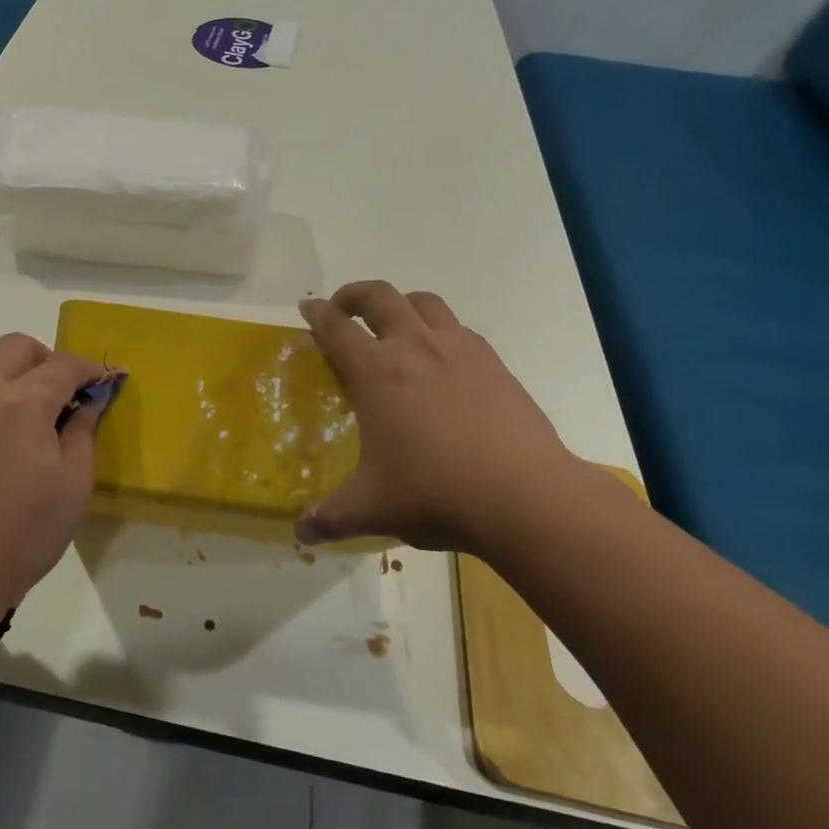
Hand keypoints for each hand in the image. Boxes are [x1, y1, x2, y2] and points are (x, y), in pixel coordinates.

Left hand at [0, 334, 113, 620]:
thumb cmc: (19, 537)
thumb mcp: (72, 487)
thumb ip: (83, 431)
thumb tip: (89, 399)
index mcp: (19, 405)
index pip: (62, 365)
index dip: (88, 369)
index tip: (103, 381)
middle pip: (15, 347)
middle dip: (45, 361)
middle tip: (59, 397)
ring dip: (9, 390)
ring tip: (17, 438)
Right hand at [295, 282, 599, 553]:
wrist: (526, 498)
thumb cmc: (436, 494)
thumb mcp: (372, 509)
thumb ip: (330, 518)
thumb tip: (301, 534)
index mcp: (376, 372)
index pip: (335, 327)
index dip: (316, 314)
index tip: (307, 309)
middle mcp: (414, 347)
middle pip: (378, 296)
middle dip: (354, 294)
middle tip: (343, 309)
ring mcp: (458, 349)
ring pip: (424, 301)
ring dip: (400, 304)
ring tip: (394, 324)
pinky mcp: (494, 363)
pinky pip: (459, 328)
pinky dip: (440, 329)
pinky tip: (442, 360)